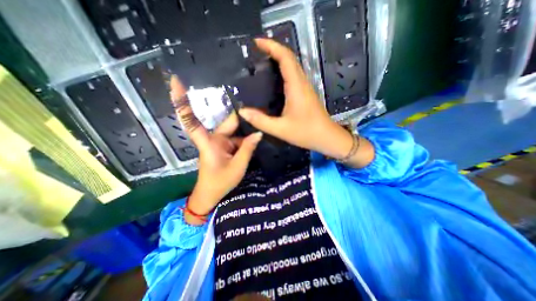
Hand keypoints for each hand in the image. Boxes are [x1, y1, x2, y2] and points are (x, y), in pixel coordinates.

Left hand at [171, 76, 262, 224]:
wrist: (211, 195)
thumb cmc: (219, 183)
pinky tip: (256, 137)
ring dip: (246, 130)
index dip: (182, 101)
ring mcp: (220, 143)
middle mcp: (213, 139)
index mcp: (209, 143)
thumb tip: (258, 133)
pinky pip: (237, 138)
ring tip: (261, 123)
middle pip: (228, 123)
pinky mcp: (225, 147)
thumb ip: (247, 149)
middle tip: (259, 110)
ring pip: (235, 131)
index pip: (191, 119)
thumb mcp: (237, 167)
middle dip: (243, 118)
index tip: (175, 80)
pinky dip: (245, 138)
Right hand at [239, 38, 373, 165]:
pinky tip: (274, 79)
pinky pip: (294, 76)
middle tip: (255, 53)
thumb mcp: (280, 129)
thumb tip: (242, 111)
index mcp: (296, 86)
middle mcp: (302, 83)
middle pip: (289, 58)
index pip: (285, 57)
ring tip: (262, 63)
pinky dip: (283, 71)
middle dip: (273, 50)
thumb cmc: (306, 133)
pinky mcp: (306, 94)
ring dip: (279, 59)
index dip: (271, 46)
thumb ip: (261, 121)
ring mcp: (305, 88)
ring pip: (293, 66)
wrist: (327, 138)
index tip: (256, 43)